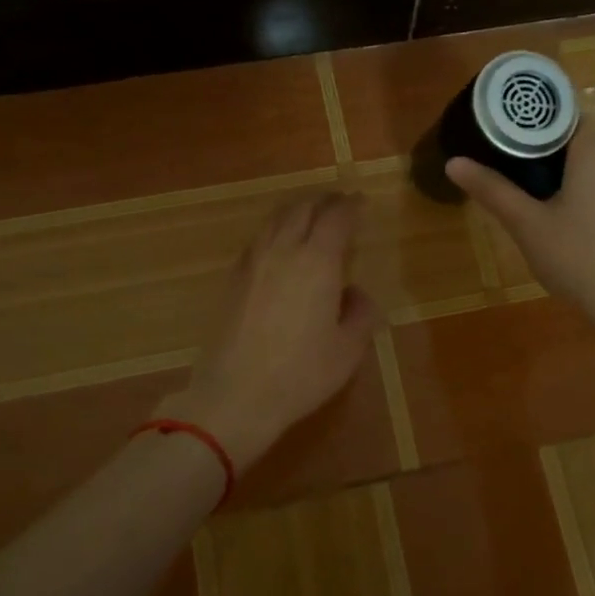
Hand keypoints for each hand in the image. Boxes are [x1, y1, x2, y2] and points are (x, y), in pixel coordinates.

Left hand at [158, 192, 380, 472]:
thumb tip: (354, 293)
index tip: (362, 203)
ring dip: (297, 210)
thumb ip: (360, 314)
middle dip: (324, 200)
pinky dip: (275, 229)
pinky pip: (258, 238)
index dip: (351, 205)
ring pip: (275, 218)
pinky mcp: (233, 278)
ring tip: (310, 216)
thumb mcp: (348, 350)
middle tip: (339, 204)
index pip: (336, 217)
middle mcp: (283, 250)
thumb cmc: (301, 374)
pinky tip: (279, 245)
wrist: (235, 395)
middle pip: (303, 208)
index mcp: (317, 261)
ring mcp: (253, 262)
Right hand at [448, 124, 594, 361]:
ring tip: (561, 216)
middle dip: (559, 159)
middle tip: (528, 187)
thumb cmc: (580, 262)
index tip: (514, 148)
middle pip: (588, 144)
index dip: (537, 128)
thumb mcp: (528, 227)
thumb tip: (453, 162)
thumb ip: (492, 189)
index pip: (565, 116)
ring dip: (587, 184)